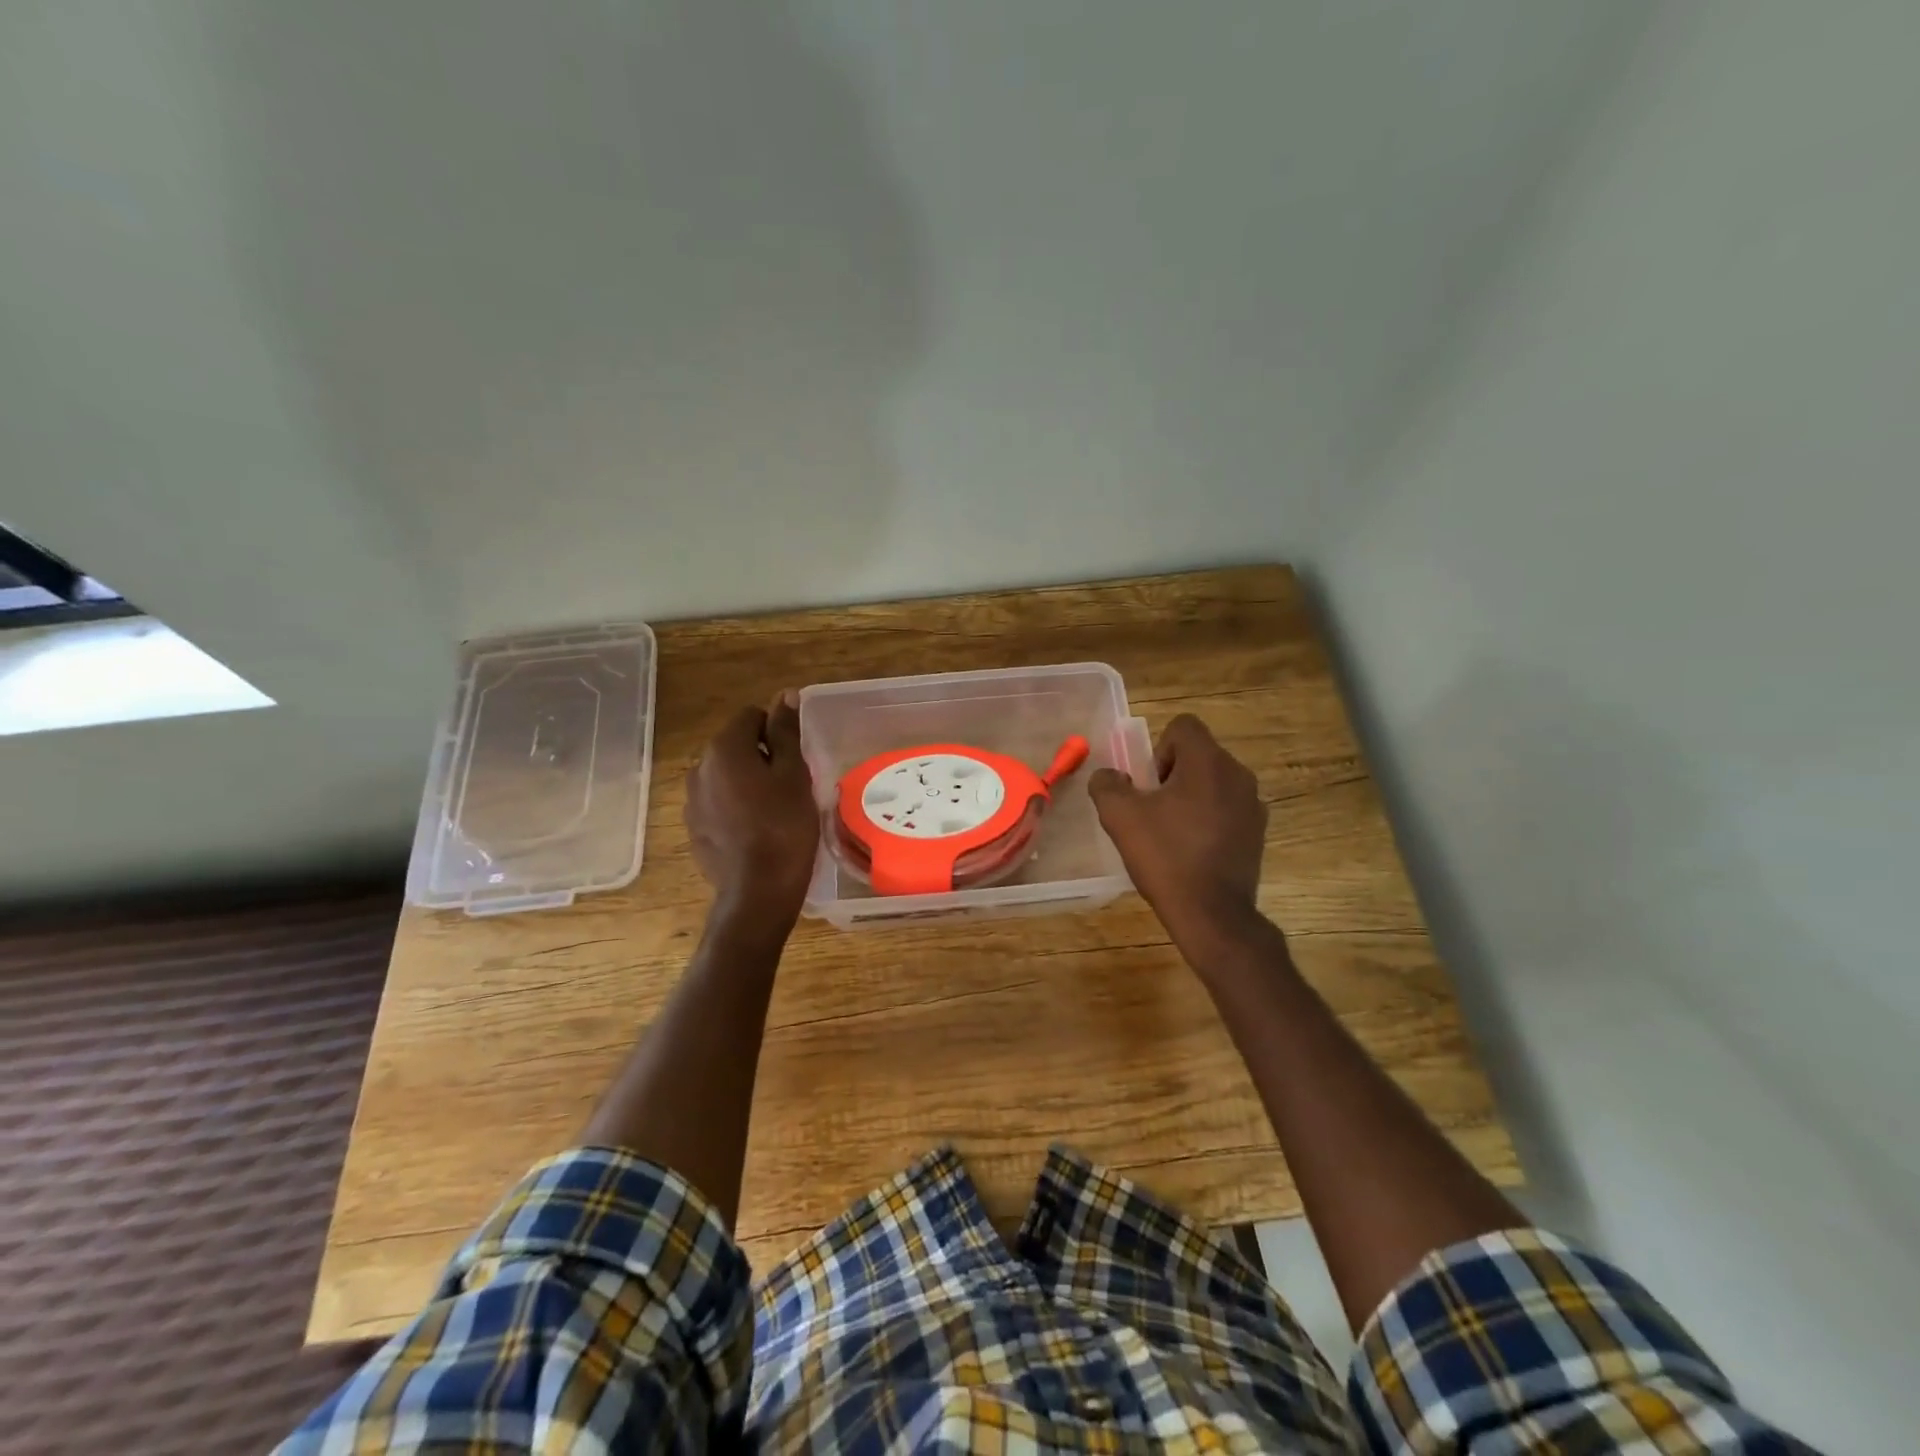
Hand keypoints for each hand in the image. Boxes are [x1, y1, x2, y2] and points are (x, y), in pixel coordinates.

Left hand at [685, 693, 819, 928]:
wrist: (758, 890)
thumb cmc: (784, 826)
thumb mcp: (794, 774)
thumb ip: (785, 732)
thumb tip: (785, 695)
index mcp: (724, 749)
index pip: (751, 716)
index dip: (776, 731)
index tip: (795, 759)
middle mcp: (699, 768)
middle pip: (735, 745)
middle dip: (761, 756)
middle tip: (790, 784)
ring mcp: (691, 800)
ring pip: (725, 775)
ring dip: (747, 782)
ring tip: (774, 809)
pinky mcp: (693, 828)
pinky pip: (717, 803)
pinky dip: (735, 806)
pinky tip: (756, 830)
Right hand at [1088, 714, 1266, 935]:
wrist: (1212, 914)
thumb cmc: (1165, 857)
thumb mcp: (1119, 816)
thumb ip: (1107, 784)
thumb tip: (1110, 776)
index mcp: (1208, 762)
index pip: (1183, 726)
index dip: (1158, 749)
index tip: (1149, 785)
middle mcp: (1238, 774)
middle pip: (1198, 755)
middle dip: (1172, 775)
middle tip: (1153, 810)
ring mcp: (1253, 805)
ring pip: (1213, 783)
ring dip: (1190, 797)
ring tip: (1171, 834)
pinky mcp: (1257, 833)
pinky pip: (1227, 809)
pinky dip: (1208, 820)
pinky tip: (1192, 852)